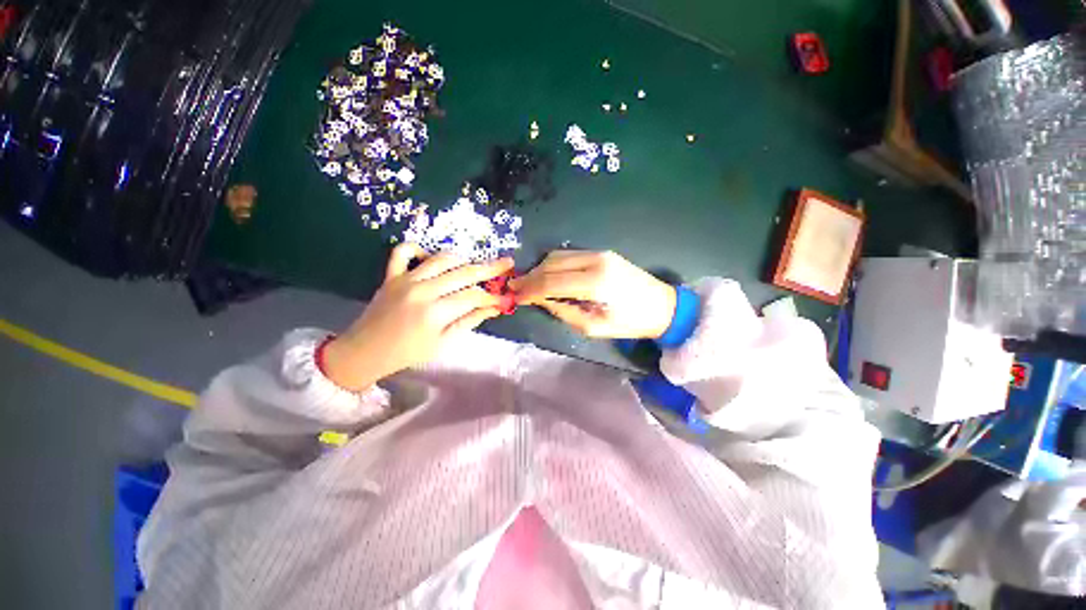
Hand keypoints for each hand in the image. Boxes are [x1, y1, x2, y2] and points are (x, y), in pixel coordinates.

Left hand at [323, 244, 513, 390]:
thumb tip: (494, 308)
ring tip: (474, 265)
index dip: (493, 296)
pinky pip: (403, 252)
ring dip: (462, 259)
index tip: (505, 297)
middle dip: (490, 268)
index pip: (474, 296)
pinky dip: (417, 248)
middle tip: (507, 263)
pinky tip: (429, 256)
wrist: (366, 351)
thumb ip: (470, 321)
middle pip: (464, 272)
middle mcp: (423, 290)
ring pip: (441, 259)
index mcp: (436, 311)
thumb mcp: (444, 342)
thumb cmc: (409, 352)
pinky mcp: (391, 275)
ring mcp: (405, 279)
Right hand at [509, 251, 675, 338]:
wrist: (663, 305)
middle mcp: (595, 261)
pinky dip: (554, 265)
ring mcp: (599, 253)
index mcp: (595, 283)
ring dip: (541, 269)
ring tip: (530, 285)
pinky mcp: (602, 252)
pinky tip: (549, 277)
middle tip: (515, 289)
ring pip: (558, 256)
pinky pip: (569, 255)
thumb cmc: (630, 323)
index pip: (551, 281)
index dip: (529, 289)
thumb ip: (563, 311)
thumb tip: (541, 300)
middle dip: (530, 277)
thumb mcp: (594, 327)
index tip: (513, 296)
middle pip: (551, 263)